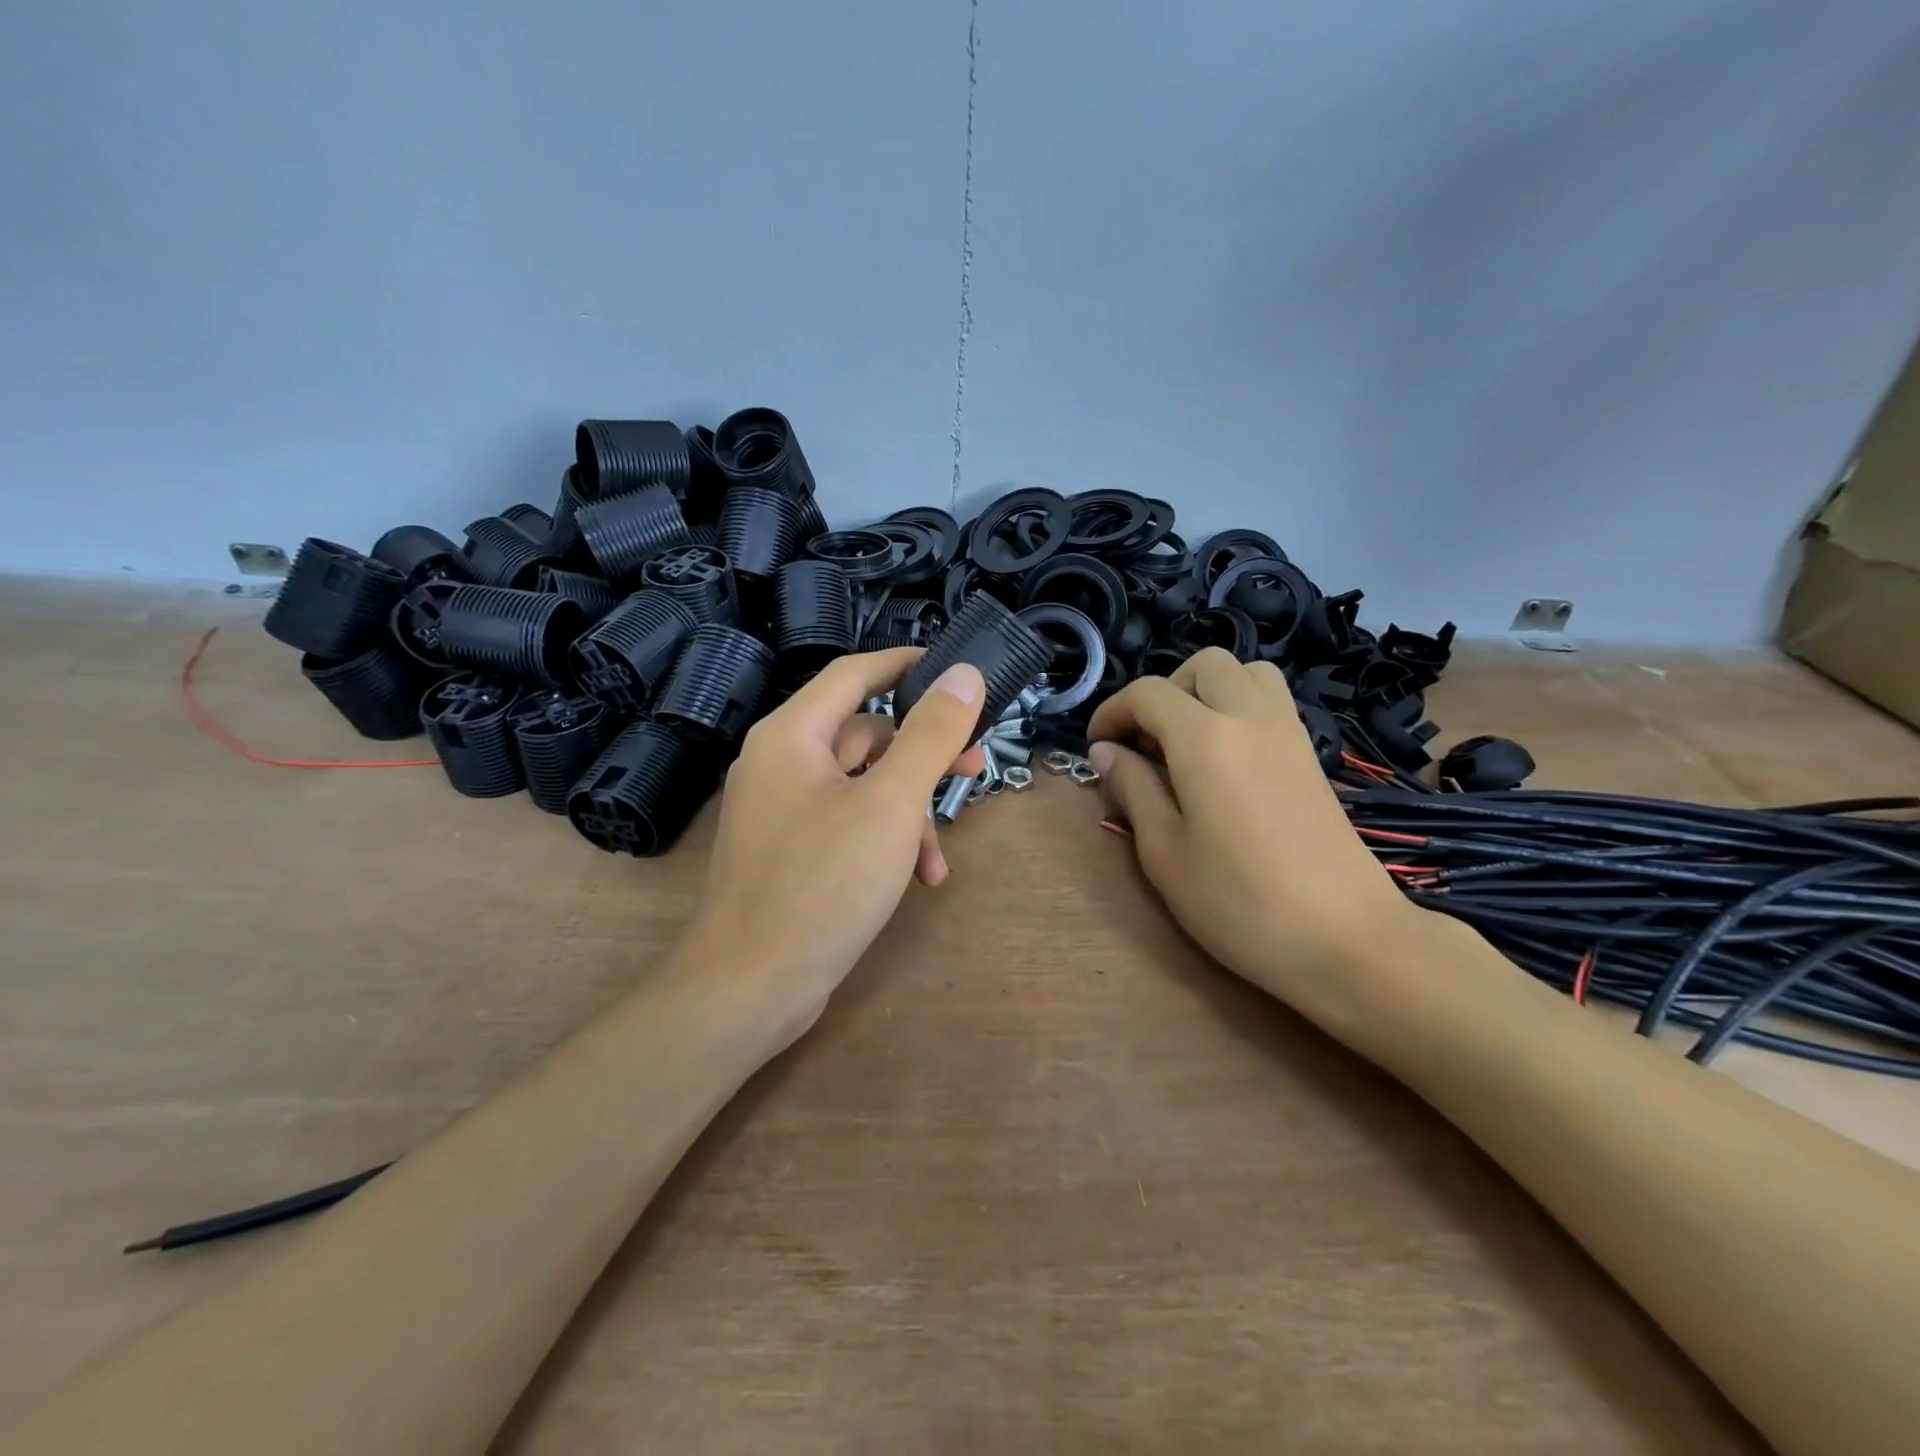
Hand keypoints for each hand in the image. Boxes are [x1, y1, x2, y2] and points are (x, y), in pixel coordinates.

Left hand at [682, 649, 986, 1043]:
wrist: (750, 987)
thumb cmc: (822, 883)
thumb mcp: (891, 804)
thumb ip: (931, 735)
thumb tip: (964, 674)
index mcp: (792, 735)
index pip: (854, 673)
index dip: (906, 664)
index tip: (956, 671)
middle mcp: (780, 763)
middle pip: (865, 733)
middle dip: (923, 754)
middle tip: (975, 768)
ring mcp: (782, 811)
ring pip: (862, 786)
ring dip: (909, 812)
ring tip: (939, 855)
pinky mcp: (790, 852)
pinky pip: (847, 824)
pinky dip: (884, 841)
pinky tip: (919, 879)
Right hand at [1085, 648, 1431, 1035]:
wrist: (1348, 939)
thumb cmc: (1240, 902)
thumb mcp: (1164, 853)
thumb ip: (1133, 790)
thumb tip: (1106, 752)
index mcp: (1205, 738)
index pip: (1148, 694)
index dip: (1112, 712)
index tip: (1097, 749)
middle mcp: (1250, 717)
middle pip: (1204, 665)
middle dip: (1163, 691)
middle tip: (1145, 743)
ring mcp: (1290, 733)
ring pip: (1247, 673)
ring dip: (1207, 691)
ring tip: (1187, 742)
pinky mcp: (1312, 756)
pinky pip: (1271, 702)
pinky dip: (1240, 708)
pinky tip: (1226, 761)